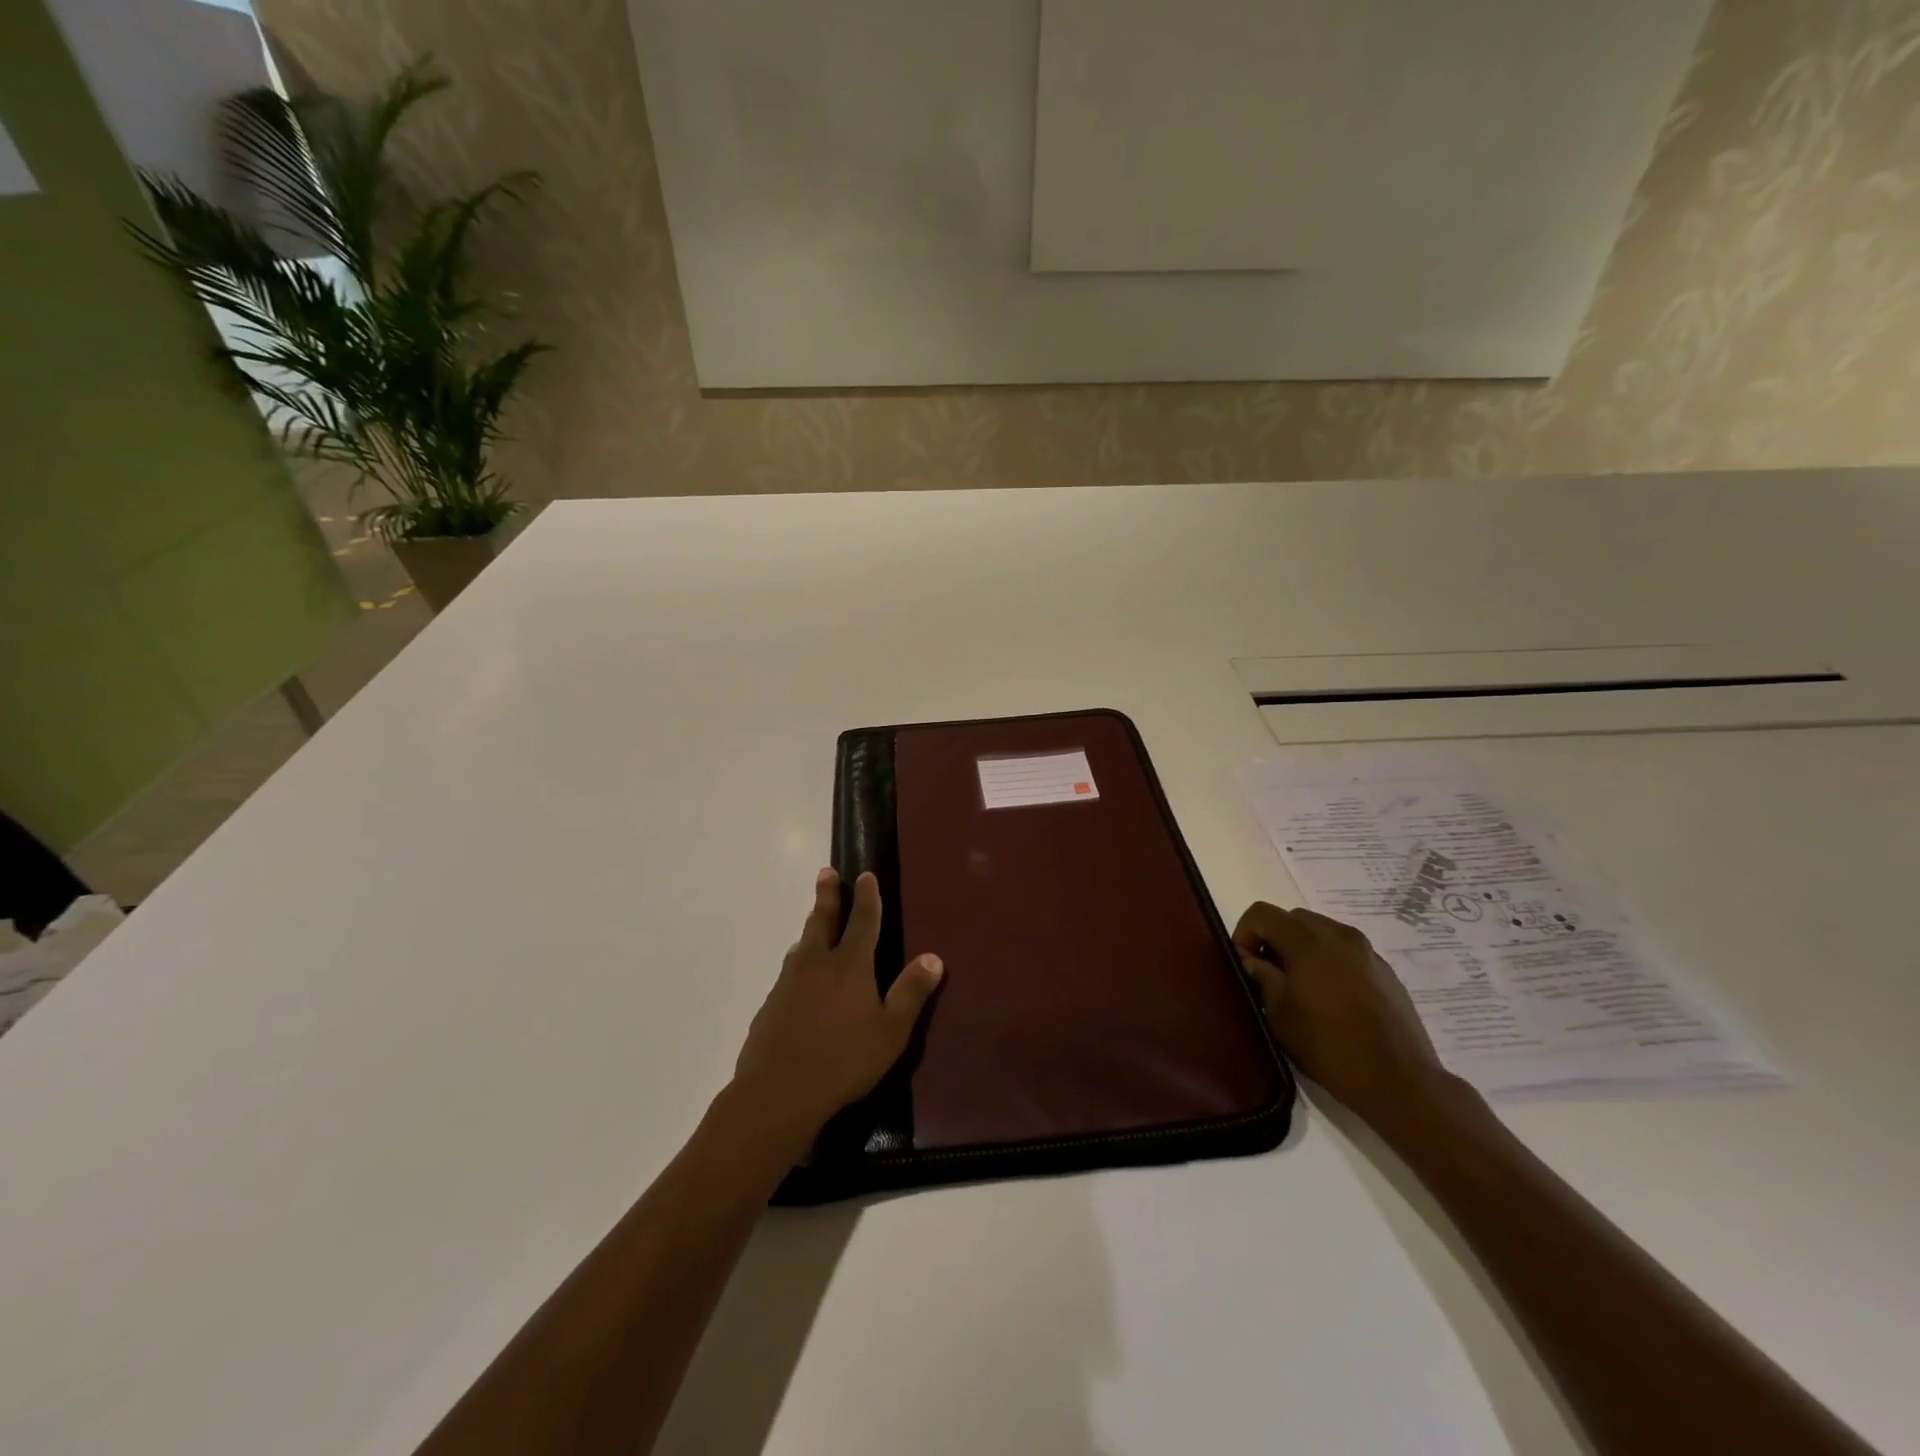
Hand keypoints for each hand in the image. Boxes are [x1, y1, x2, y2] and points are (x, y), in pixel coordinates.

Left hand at [729, 869, 943, 1149]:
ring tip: (813, 921)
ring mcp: (788, 983)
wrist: (778, 1092)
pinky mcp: (770, 1005)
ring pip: (802, 945)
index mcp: (850, 965)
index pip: (862, 921)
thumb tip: (933, 957)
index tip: (865, 876)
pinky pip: (788, 973)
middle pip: (823, 921)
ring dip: (811, 928)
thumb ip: (911, 993)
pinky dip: (797, 963)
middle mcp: (816, 964)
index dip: (866, 897)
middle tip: (826, 873)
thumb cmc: (843, 1061)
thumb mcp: (891, 1031)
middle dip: (827, 895)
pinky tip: (797, 976)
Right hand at [1233, 902, 1451, 1126]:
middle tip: (1268, 975)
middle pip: (1293, 918)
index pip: (1262, 913)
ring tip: (1300, 987)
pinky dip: (1329, 962)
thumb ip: (1260, 976)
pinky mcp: (1385, 971)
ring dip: (1302, 949)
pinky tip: (1331, 999)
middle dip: (1273, 939)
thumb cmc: (1327, 1045)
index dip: (1244, 934)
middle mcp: (1339, 934)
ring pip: (1321, 932)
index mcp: (1308, 940)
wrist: (1398, 1081)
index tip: (1245, 966)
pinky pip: (1346, 952)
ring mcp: (1367, 951)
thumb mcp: (1278, 1013)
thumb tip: (1250, 959)